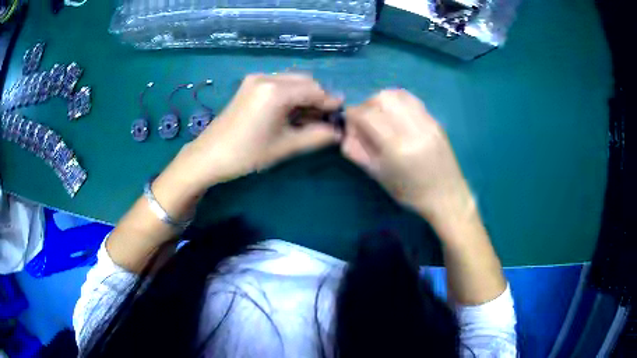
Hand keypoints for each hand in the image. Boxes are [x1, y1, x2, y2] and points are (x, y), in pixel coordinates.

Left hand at [169, 73, 342, 193]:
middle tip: (326, 119)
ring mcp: (256, 79)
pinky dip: (290, 95)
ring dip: (305, 96)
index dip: (330, 102)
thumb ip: (317, 136)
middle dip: (318, 98)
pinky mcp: (249, 85)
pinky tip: (292, 112)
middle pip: (304, 81)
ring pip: (292, 81)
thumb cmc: (247, 154)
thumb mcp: (286, 146)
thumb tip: (339, 132)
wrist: (209, 156)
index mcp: (275, 91)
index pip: (314, 90)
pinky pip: (278, 84)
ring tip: (310, 118)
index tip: (342, 116)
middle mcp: (267, 77)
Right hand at [342, 89, 472, 223]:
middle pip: (382, 99)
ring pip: (398, 94)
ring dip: (382, 100)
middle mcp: (413, 129)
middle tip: (365, 119)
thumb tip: (346, 130)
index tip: (350, 122)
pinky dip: (397, 101)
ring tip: (380, 114)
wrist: (446, 195)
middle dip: (367, 105)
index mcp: (396, 148)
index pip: (367, 115)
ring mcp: (427, 122)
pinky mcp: (435, 120)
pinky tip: (396, 114)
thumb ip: (356, 151)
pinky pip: (411, 100)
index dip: (353, 114)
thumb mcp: (378, 176)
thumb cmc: (410, 192)